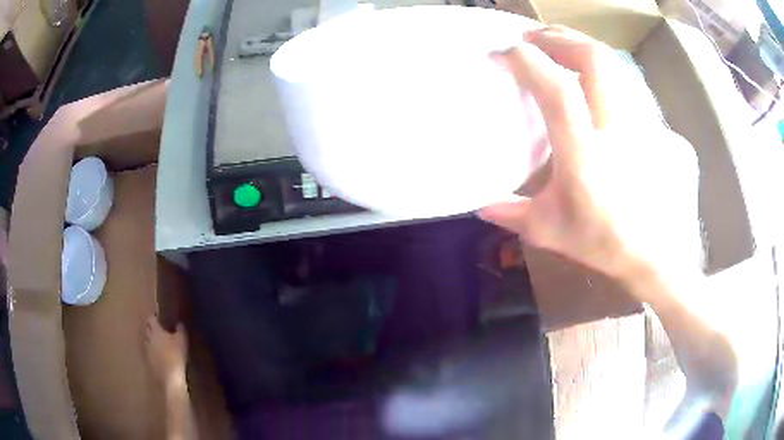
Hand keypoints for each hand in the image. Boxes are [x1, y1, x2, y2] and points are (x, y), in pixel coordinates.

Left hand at [145, 316, 187, 385]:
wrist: (171, 376)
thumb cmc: (176, 354)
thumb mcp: (182, 340)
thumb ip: (180, 330)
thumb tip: (179, 323)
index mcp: (156, 330)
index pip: (151, 319)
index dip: (154, 317)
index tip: (158, 317)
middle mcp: (149, 338)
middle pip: (147, 329)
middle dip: (151, 328)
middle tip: (159, 329)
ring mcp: (148, 350)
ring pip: (148, 341)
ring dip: (152, 340)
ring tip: (159, 343)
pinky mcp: (150, 361)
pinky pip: (150, 352)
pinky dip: (154, 351)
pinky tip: (160, 355)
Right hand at [480, 27, 700, 295]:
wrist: (657, 255)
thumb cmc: (605, 243)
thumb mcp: (551, 231)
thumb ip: (513, 214)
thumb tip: (480, 204)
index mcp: (586, 156)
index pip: (557, 90)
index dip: (527, 62)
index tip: (504, 53)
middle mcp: (617, 130)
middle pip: (594, 60)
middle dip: (558, 38)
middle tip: (533, 37)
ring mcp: (641, 125)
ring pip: (614, 65)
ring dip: (582, 46)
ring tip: (559, 46)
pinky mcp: (654, 127)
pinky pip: (626, 85)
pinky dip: (603, 71)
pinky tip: (590, 79)